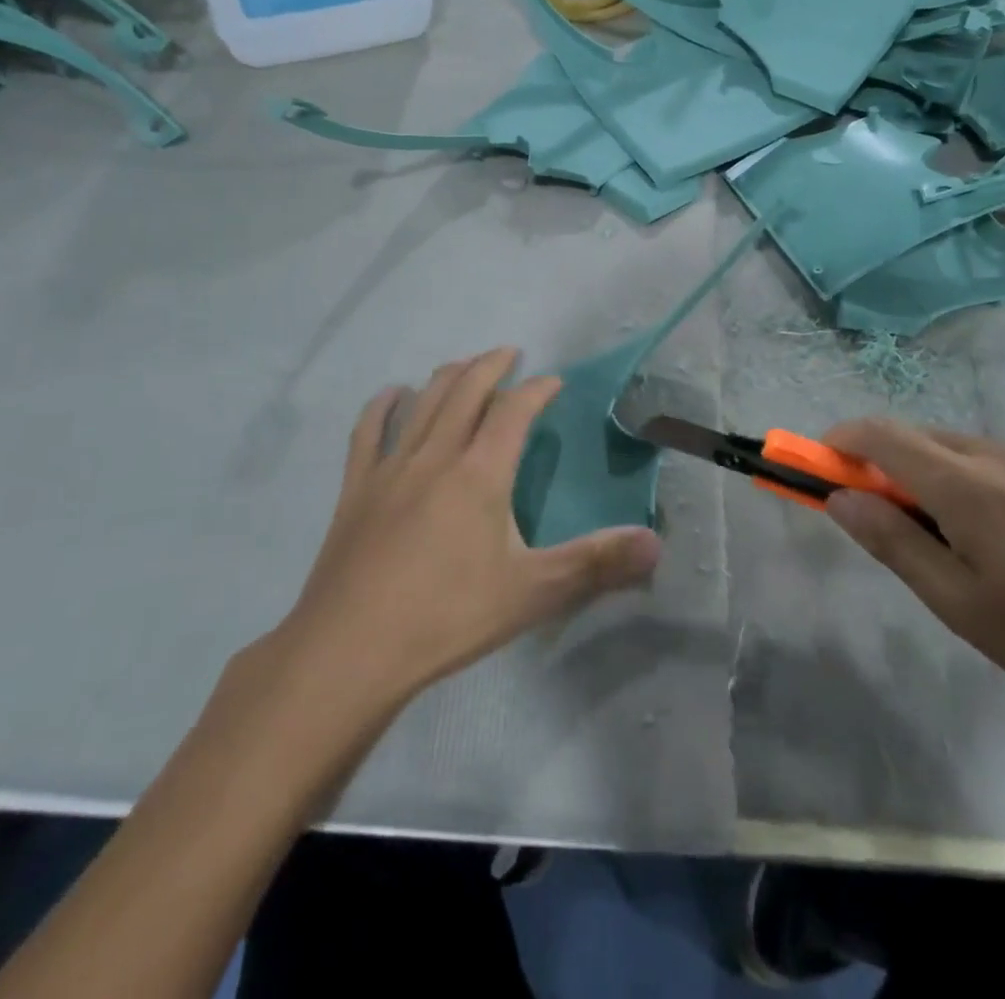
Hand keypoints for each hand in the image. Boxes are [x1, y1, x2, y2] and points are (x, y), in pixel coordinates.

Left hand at [277, 349, 661, 704]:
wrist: (349, 651)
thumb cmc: (447, 617)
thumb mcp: (532, 593)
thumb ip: (596, 564)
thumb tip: (655, 544)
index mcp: (480, 472)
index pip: (514, 410)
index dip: (537, 389)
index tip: (554, 382)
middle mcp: (436, 454)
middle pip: (465, 389)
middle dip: (491, 365)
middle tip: (509, 353)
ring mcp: (390, 467)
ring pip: (422, 402)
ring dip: (447, 375)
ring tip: (464, 365)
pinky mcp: (356, 488)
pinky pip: (368, 431)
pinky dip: (383, 405)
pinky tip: (392, 394)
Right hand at [821, 419, 1004, 749]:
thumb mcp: (960, 605)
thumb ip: (893, 542)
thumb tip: (840, 497)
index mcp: (968, 486)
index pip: (884, 436)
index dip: (844, 439)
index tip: (823, 461)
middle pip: (925, 438)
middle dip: (890, 462)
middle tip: (886, 514)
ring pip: (971, 450)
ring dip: (941, 474)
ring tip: (961, 538)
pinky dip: (988, 482)